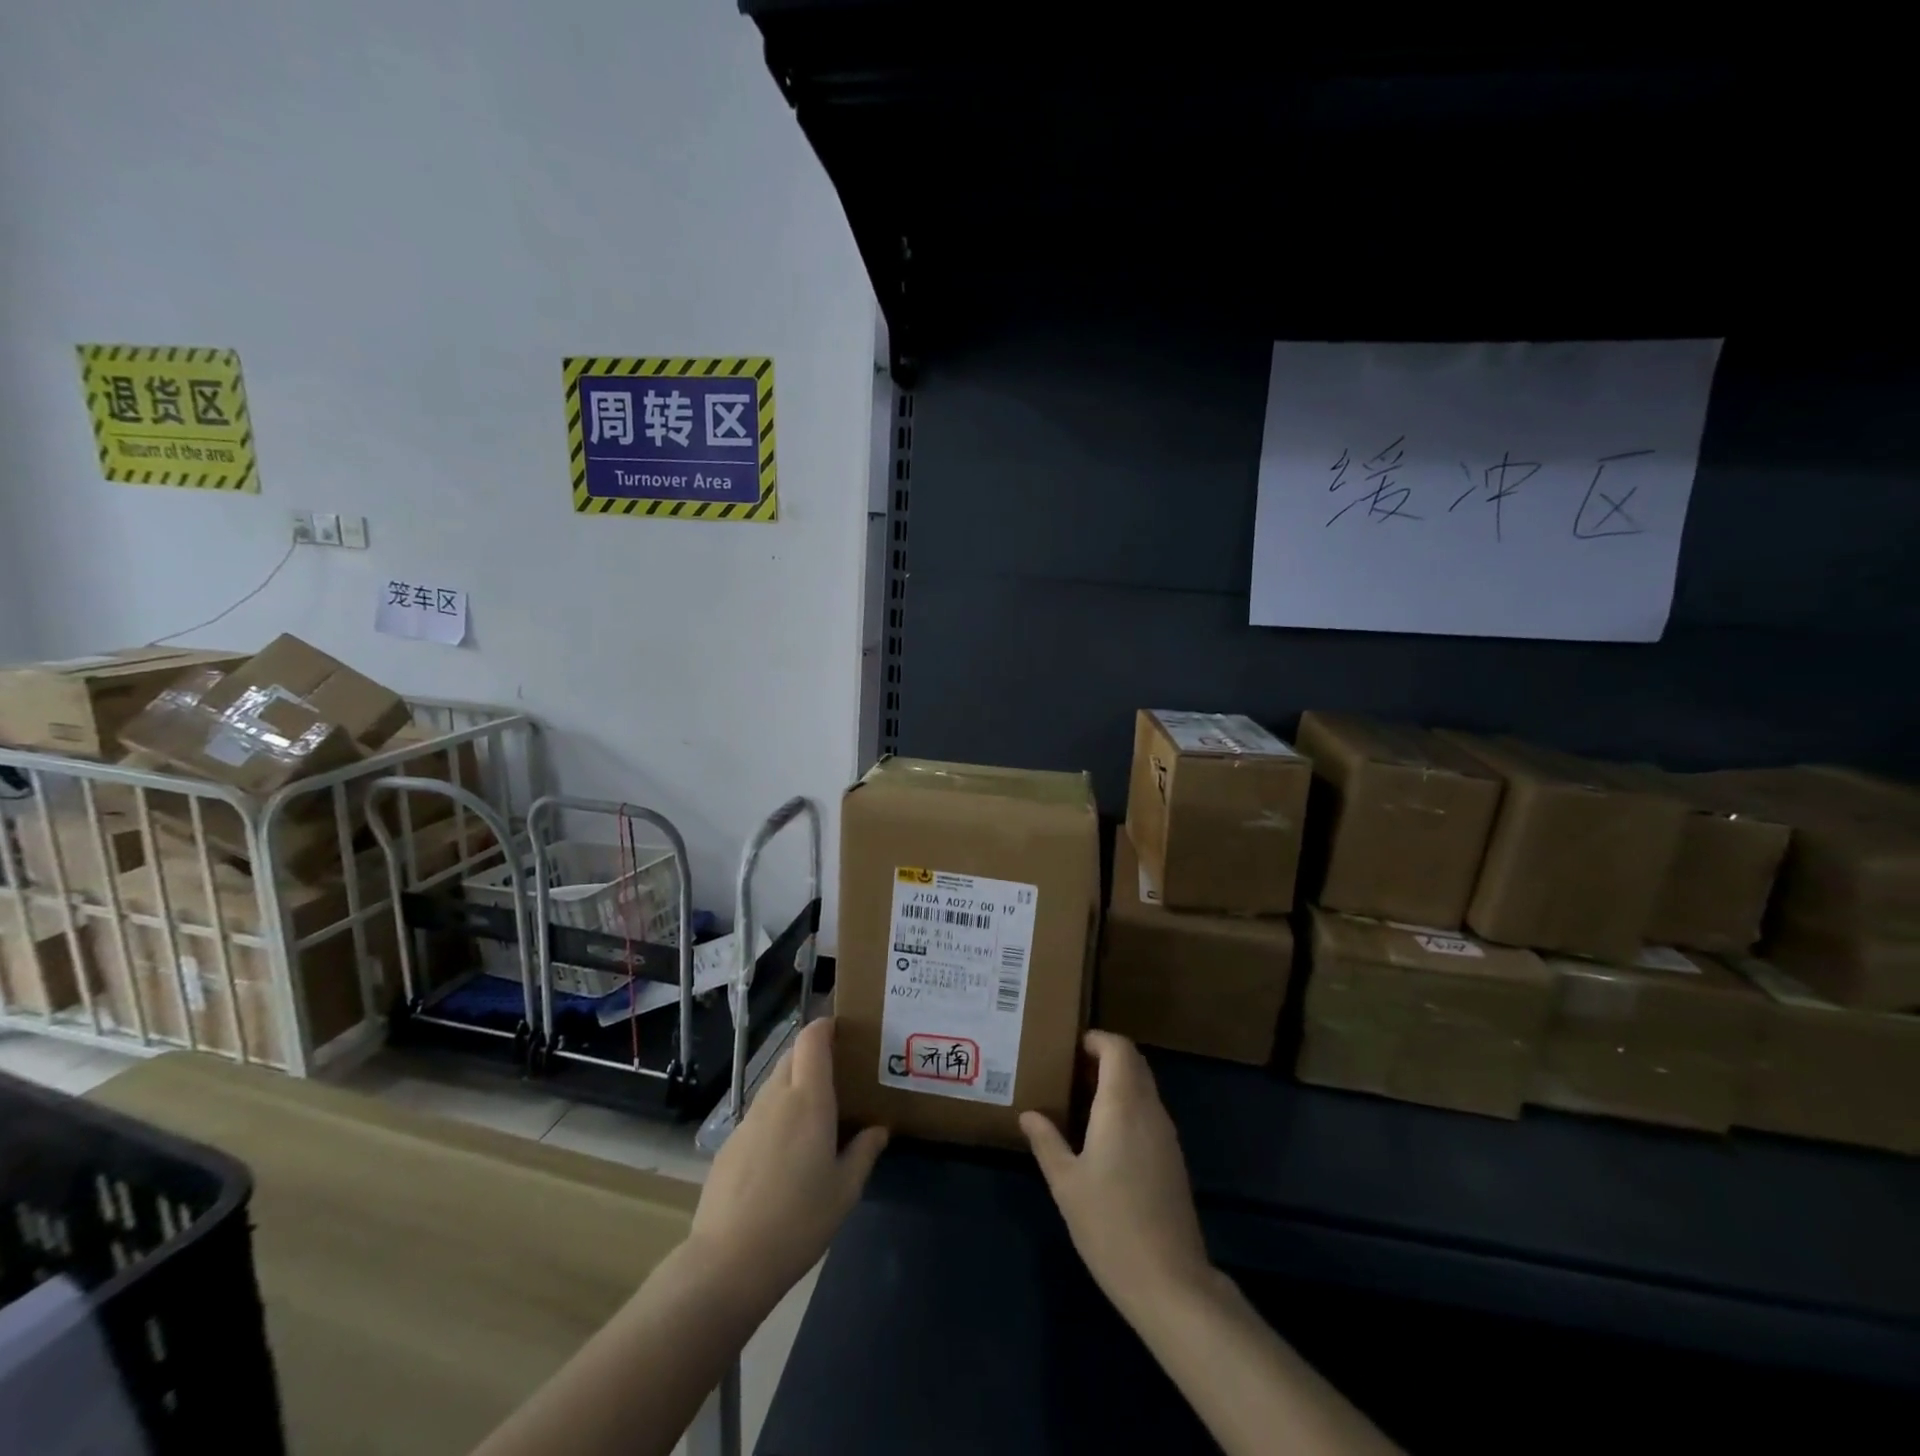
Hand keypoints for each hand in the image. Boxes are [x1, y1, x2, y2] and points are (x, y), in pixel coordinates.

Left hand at [688, 1017, 887, 1309]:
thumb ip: (864, 1152)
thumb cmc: (799, 1220)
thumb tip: (878, 1129)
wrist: (728, 1261)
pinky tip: (784, 1154)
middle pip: (792, 1056)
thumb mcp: (845, 1191)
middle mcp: (777, 1098)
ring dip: (794, 1086)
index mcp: (809, 1100)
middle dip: (813, 1055)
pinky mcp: (730, 1143)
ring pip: (774, 1084)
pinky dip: (776, 1116)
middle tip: (838, 1076)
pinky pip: (759, 1113)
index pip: (811, 1039)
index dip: (824, 1026)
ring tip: (814, 1116)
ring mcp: (748, 1119)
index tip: (842, 1030)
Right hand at [1021, 1031, 1210, 1318]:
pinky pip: (1150, 1111)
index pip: (1119, 1049)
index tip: (1070, 1048)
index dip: (1097, 1040)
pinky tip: (1104, 1132)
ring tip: (1081, 1098)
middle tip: (1071, 1069)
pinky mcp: (1173, 1157)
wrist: (1169, 1282)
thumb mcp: (1066, 1183)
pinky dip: (1128, 1104)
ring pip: (1144, 1086)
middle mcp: (1149, 1110)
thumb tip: (1028, 1114)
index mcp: (1122, 1105)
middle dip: (1106, 1056)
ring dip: (1118, 1080)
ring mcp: (1166, 1134)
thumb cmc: (1110, 1225)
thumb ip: (1047, 1142)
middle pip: (1134, 1062)